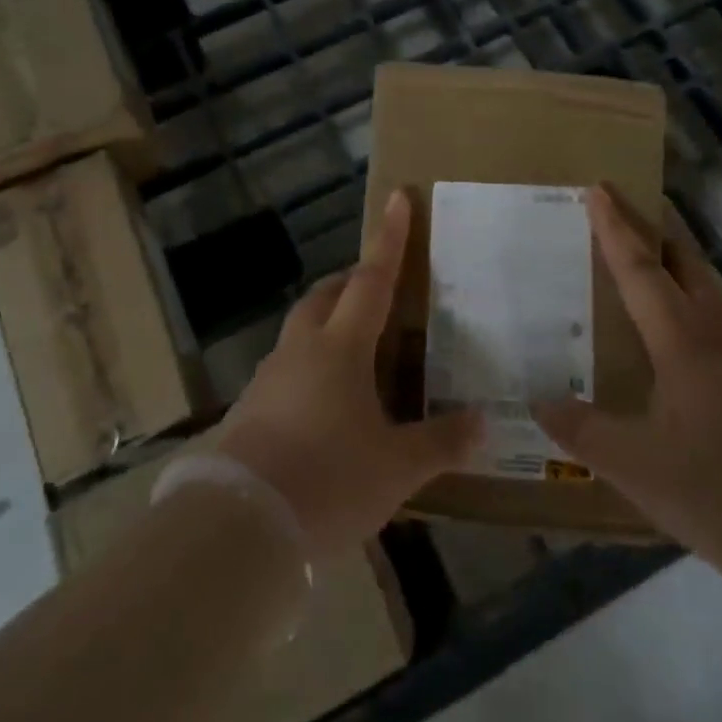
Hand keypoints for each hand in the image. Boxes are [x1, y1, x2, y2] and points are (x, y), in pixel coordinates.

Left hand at [212, 189, 483, 555]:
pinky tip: (326, 405)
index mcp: (341, 347)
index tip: (398, 198)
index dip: (390, 239)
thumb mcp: (396, 467)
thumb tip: (482, 423)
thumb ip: (440, 442)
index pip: (372, 279)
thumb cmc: (327, 480)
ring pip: (302, 331)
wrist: (238, 522)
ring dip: (328, 325)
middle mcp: (302, 350)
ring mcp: (270, 378)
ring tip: (357, 350)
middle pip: (326, 297)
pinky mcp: (250, 409)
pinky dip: (310, 368)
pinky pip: (287, 370)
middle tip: (377, 288)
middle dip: (351, 282)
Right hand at [534, 187, 721, 586]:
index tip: (598, 189)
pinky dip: (686, 297)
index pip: (639, 269)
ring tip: (644, 255)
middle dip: (651, 229)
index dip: (614, 228)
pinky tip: (673, 327)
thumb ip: (581, 430)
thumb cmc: (717, 490)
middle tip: (620, 210)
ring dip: (673, 260)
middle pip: (683, 262)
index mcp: (681, 340)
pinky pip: (711, 317)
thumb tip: (538, 401)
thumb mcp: (633, 464)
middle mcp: (712, 335)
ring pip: (703, 287)